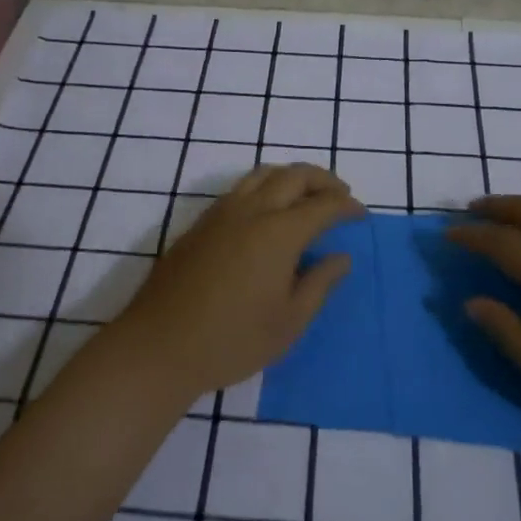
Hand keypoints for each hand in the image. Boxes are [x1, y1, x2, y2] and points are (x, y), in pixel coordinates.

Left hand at [109, 164, 362, 401]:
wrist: (159, 346)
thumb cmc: (232, 341)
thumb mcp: (288, 322)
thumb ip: (319, 283)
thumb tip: (341, 257)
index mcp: (279, 233)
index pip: (323, 205)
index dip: (347, 206)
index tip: (361, 214)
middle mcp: (252, 211)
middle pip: (295, 175)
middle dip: (323, 180)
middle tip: (340, 196)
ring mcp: (222, 213)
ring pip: (264, 174)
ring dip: (292, 177)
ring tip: (307, 196)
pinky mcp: (201, 223)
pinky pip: (241, 188)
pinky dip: (266, 186)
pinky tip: (268, 211)